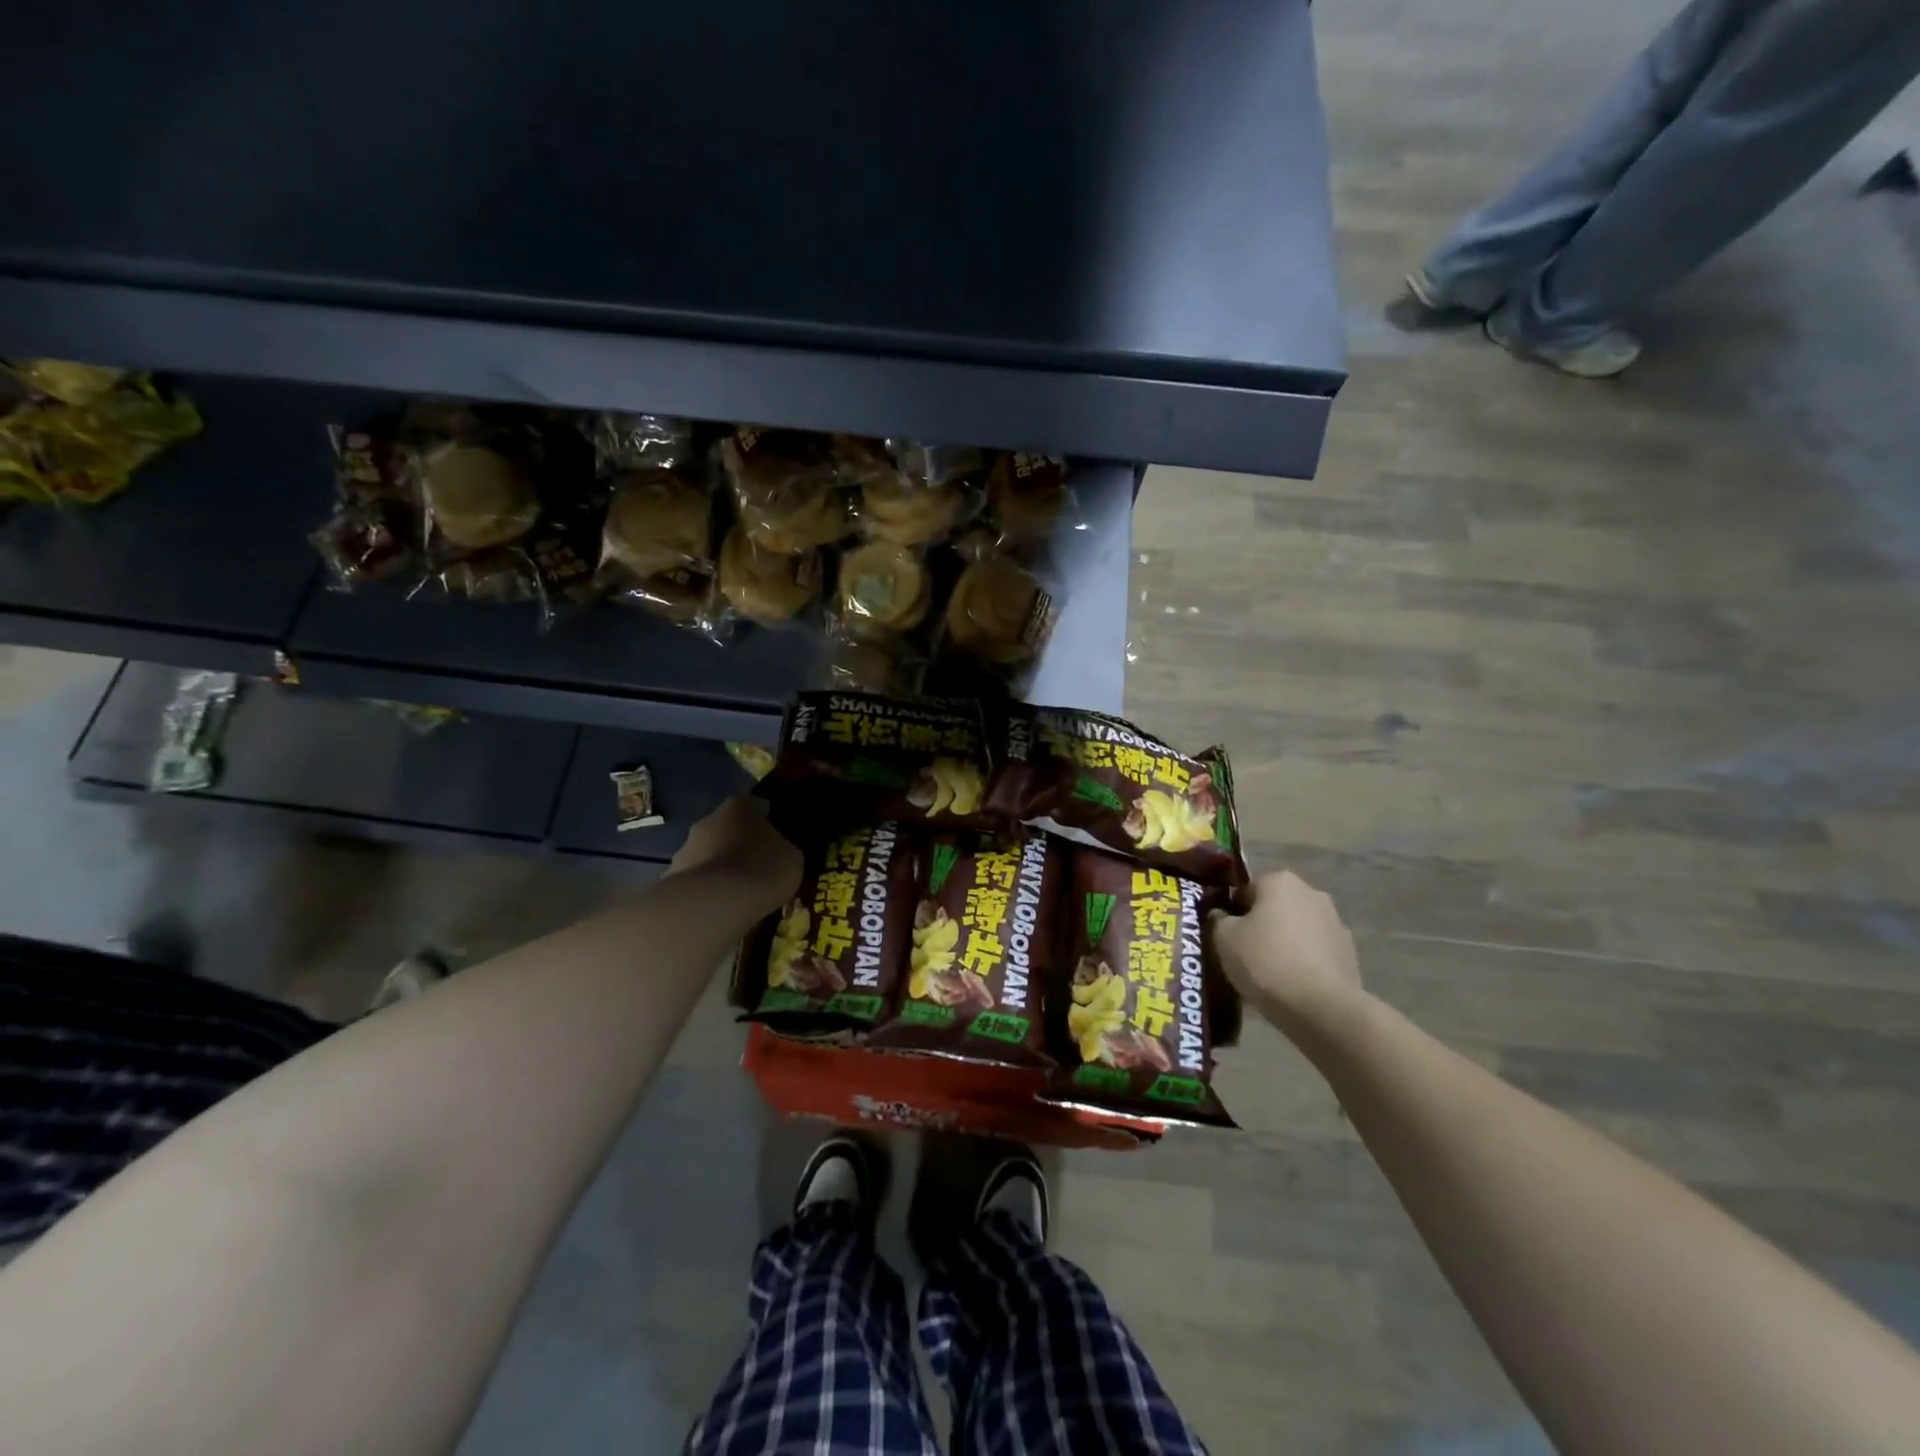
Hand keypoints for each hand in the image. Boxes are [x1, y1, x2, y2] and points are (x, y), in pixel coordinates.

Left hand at [668, 796, 801, 912]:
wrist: (714, 904)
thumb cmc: (761, 869)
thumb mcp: (791, 858)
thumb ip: (783, 849)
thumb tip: (779, 850)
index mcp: (740, 806)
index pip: (755, 806)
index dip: (766, 821)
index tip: (777, 839)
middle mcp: (708, 820)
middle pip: (727, 829)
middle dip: (739, 844)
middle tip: (757, 866)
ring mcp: (685, 849)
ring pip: (708, 854)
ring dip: (720, 868)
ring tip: (738, 892)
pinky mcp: (671, 879)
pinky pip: (697, 881)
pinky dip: (707, 890)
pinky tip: (721, 907)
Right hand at [1210, 870, 1364, 1038]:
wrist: (1321, 1009)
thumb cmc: (1265, 962)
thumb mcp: (1223, 938)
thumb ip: (1218, 920)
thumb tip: (1222, 916)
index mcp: (1280, 881)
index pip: (1246, 889)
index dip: (1232, 912)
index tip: (1225, 936)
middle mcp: (1312, 894)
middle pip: (1274, 908)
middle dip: (1260, 927)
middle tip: (1242, 955)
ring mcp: (1336, 925)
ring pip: (1296, 931)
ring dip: (1283, 945)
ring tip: (1267, 976)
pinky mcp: (1349, 955)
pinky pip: (1314, 954)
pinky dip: (1302, 964)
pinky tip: (1290, 988)